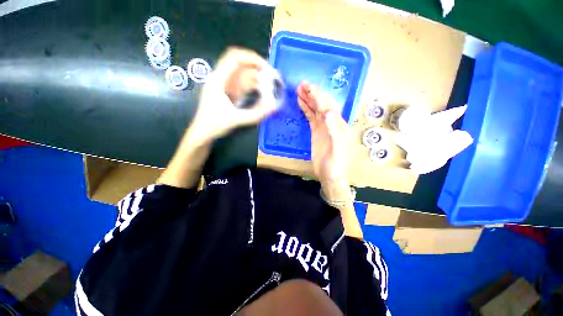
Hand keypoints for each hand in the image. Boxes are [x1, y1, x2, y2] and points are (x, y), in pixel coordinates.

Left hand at [188, 48, 278, 142]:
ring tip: (270, 85)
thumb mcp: (235, 119)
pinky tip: (262, 92)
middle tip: (271, 76)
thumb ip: (255, 114)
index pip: (235, 58)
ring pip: (243, 75)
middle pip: (241, 64)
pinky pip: (243, 85)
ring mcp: (225, 85)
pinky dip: (253, 87)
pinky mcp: (230, 92)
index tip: (266, 67)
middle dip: (257, 68)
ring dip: (257, 78)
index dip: (251, 58)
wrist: (203, 132)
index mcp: (218, 79)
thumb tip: (273, 108)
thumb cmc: (214, 124)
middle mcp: (221, 78)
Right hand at [297, 81, 350, 200]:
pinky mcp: (316, 131)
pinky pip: (311, 117)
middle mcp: (332, 122)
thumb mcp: (336, 146)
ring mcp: (323, 126)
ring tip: (299, 90)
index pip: (328, 106)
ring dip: (308, 99)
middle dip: (313, 94)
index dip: (319, 96)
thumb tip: (326, 112)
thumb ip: (333, 129)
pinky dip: (306, 109)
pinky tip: (301, 102)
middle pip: (322, 104)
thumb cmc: (335, 161)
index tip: (309, 87)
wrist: (329, 173)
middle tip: (302, 84)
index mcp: (339, 124)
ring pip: (315, 109)